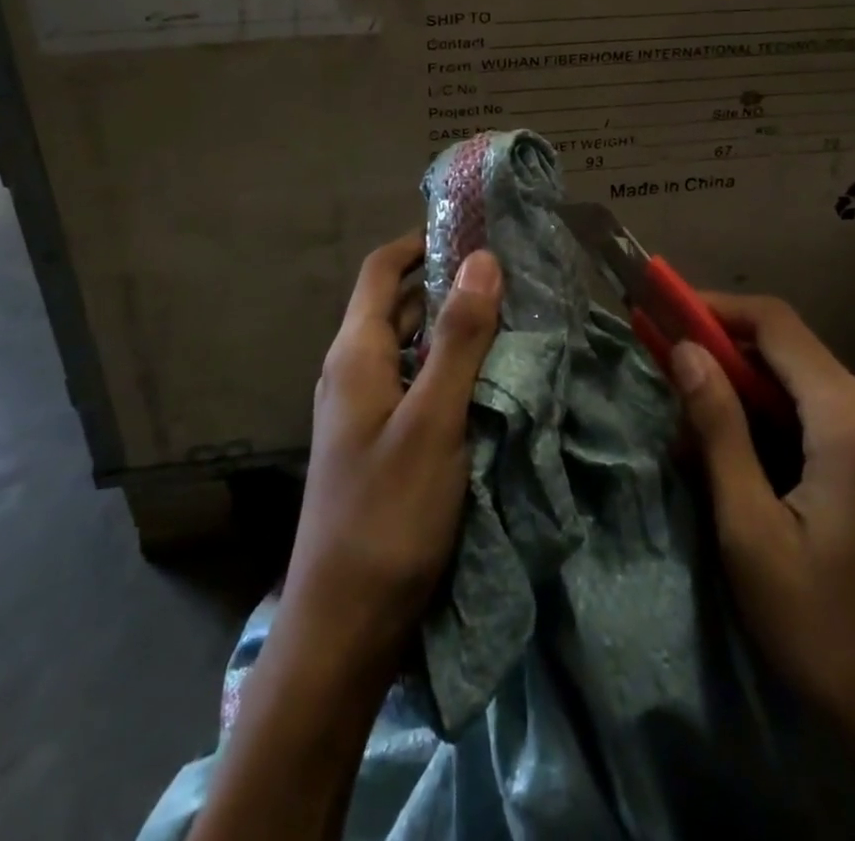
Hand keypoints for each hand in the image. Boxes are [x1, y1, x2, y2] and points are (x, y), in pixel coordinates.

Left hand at [277, 235, 502, 681]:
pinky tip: (488, 378)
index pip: (382, 269)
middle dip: (446, 282)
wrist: (344, 624)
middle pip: (396, 305)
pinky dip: (447, 367)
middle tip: (508, 273)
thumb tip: (483, 259)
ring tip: (510, 316)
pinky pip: (415, 384)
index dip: (421, 241)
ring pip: (408, 347)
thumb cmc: (387, 513)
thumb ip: (459, 339)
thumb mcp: (433, 420)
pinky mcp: (380, 442)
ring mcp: (364, 410)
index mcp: (354, 353)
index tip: (472, 229)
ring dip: (451, 327)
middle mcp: (352, 371)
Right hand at [673, 296, 854, 840]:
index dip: (715, 309)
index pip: (776, 323)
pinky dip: (796, 423)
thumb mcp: (753, 534)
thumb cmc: (835, 632)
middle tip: (679, 408)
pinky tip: (770, 468)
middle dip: (731, 369)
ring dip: (760, 401)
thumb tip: (684, 350)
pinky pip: (844, 413)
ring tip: (715, 452)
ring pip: (816, 384)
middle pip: (794, 355)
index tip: (666, 315)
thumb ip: (719, 430)